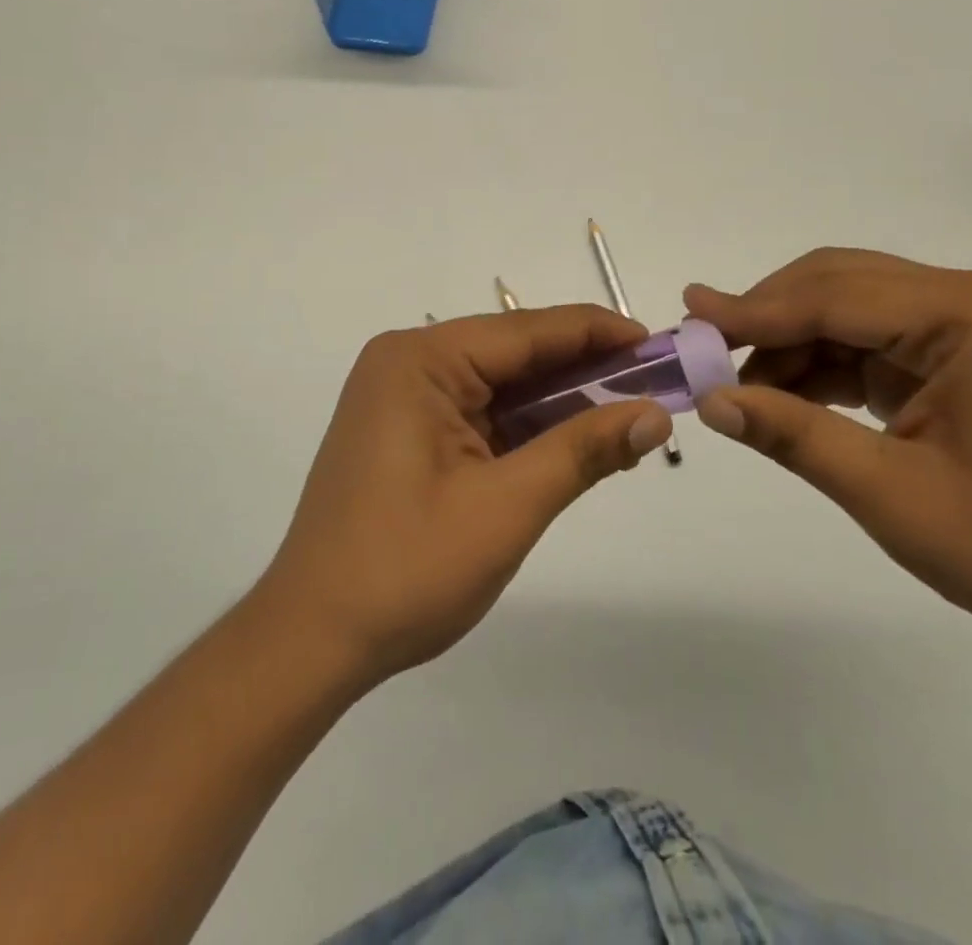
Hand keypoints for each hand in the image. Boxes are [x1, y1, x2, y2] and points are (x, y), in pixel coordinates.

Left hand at [254, 306, 673, 686]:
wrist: (313, 639)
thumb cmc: (406, 568)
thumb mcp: (507, 506)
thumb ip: (583, 451)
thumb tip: (656, 413)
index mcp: (421, 360)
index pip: (528, 331)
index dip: (598, 334)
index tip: (659, 345)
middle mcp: (409, 364)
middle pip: (515, 355)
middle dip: (585, 372)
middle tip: (656, 388)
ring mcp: (405, 399)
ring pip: (502, 387)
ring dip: (561, 405)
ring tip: (629, 418)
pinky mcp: (408, 433)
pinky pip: (481, 416)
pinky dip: (528, 430)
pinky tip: (576, 444)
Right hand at [684, 249, 971, 660]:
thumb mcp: (893, 496)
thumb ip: (796, 437)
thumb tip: (711, 401)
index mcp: (970, 316)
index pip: (835, 297)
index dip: (755, 310)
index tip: (687, 314)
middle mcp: (970, 301)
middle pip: (839, 285)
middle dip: (768, 316)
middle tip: (703, 348)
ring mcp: (968, 326)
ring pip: (848, 310)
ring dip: (790, 343)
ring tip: (738, 385)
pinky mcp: (958, 356)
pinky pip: (870, 342)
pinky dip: (821, 365)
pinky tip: (786, 395)